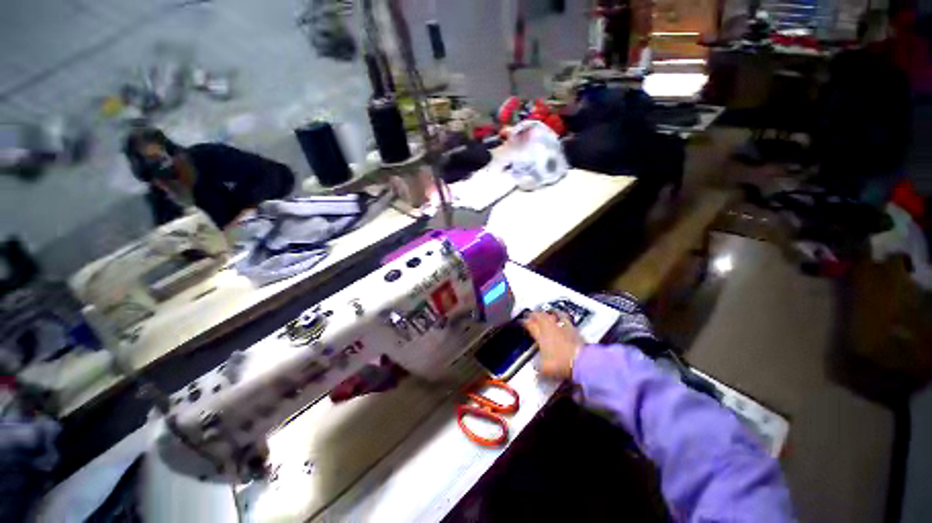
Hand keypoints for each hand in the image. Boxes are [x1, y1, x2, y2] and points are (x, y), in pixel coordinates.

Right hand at [521, 311, 584, 378]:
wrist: (581, 361)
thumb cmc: (560, 364)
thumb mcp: (545, 370)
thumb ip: (538, 370)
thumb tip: (535, 374)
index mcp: (540, 336)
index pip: (529, 325)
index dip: (524, 322)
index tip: (521, 322)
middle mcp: (549, 328)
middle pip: (540, 316)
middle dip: (534, 314)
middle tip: (531, 314)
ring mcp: (561, 327)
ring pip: (551, 314)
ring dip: (546, 313)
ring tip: (544, 313)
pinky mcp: (572, 328)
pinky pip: (564, 318)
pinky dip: (560, 315)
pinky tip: (560, 316)